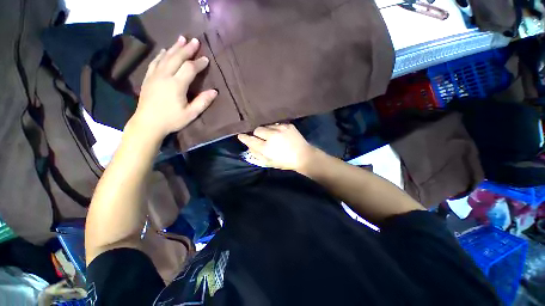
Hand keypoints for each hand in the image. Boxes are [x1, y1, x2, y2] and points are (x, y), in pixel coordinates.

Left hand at [132, 36, 217, 139]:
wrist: (147, 123)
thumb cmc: (171, 120)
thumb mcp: (191, 114)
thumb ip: (203, 102)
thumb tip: (214, 91)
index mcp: (176, 85)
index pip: (189, 68)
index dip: (199, 63)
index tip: (206, 59)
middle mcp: (165, 76)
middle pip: (177, 58)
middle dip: (187, 49)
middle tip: (195, 40)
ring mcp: (155, 76)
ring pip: (165, 57)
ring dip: (174, 47)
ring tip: (181, 39)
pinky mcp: (148, 78)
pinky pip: (155, 62)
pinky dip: (161, 55)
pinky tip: (164, 51)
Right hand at [237, 124, 316, 172]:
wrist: (303, 156)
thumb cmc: (285, 162)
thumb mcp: (269, 162)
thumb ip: (257, 154)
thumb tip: (249, 146)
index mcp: (266, 148)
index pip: (250, 140)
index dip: (244, 137)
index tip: (241, 135)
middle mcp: (272, 136)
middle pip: (257, 129)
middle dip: (257, 134)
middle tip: (262, 139)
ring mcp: (280, 129)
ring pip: (266, 125)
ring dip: (266, 131)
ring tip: (272, 136)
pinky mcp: (287, 125)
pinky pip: (276, 124)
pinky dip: (275, 129)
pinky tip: (280, 134)